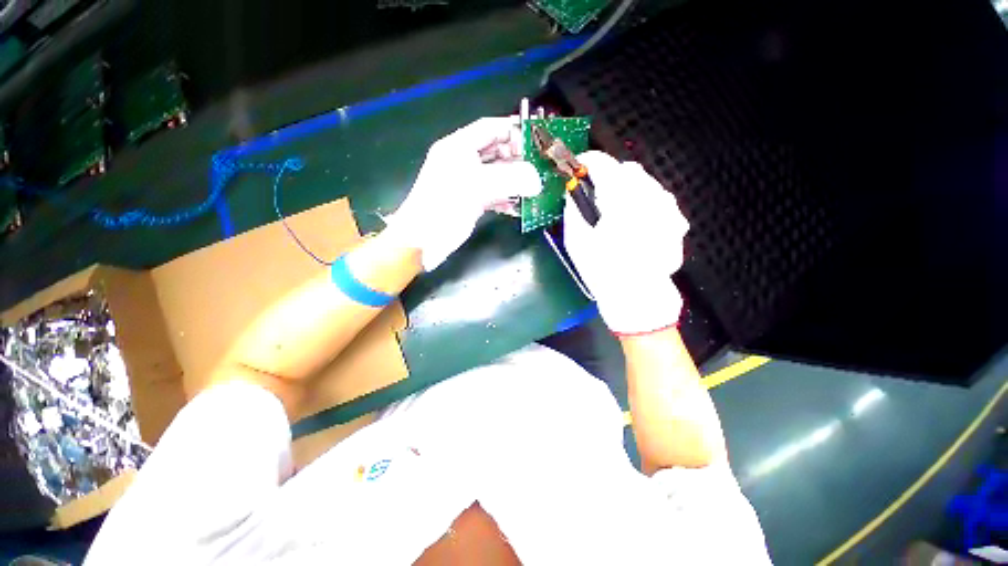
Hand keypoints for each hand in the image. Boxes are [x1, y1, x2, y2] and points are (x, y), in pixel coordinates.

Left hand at [386, 117, 541, 270]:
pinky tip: (517, 205)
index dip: (512, 129)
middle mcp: (461, 161)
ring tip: (533, 186)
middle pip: (494, 151)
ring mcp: (466, 182)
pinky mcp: (469, 201)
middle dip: (517, 158)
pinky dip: (505, 197)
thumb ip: (511, 180)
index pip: (489, 128)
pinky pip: (492, 193)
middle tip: (538, 166)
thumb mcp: (478, 188)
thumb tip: (537, 181)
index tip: (535, 138)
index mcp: (458, 147)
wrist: (423, 241)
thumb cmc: (445, 207)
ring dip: (513, 179)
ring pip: (495, 174)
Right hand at [564, 151, 688, 334]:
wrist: (637, 298)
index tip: (578, 169)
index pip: (602, 164)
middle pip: (627, 170)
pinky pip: (658, 200)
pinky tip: (635, 224)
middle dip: (609, 176)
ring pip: (645, 183)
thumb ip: (574, 207)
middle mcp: (649, 197)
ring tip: (616, 212)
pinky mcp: (676, 221)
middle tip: (596, 195)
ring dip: (627, 189)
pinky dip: (643, 203)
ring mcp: (668, 209)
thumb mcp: (577, 240)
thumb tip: (572, 189)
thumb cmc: (602, 270)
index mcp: (621, 200)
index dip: (586, 162)